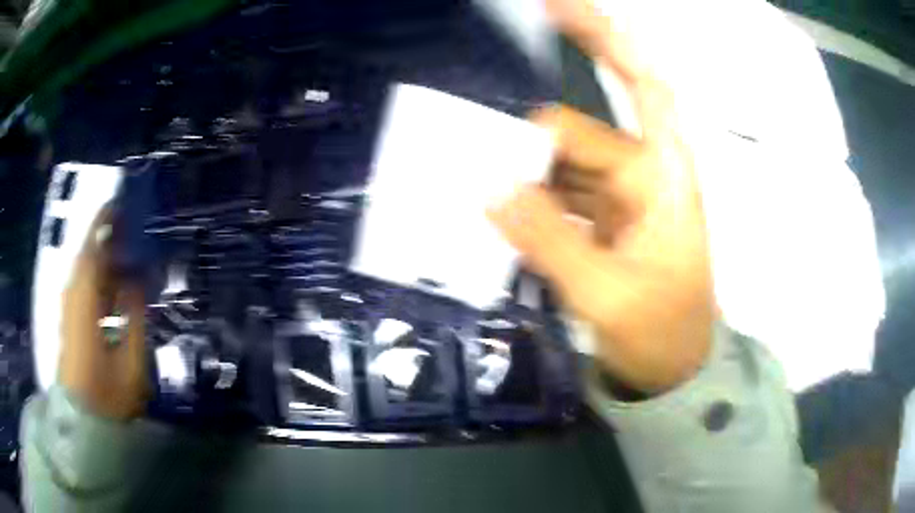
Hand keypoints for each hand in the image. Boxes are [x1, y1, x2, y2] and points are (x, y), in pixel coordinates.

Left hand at [59, 208, 148, 419]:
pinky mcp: (71, 323)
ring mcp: (70, 311)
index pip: (92, 252)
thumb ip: (134, 316)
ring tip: (125, 254)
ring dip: (103, 260)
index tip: (119, 204)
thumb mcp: (130, 361)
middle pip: (87, 257)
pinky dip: (98, 280)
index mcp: (84, 303)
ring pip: (85, 273)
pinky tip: (113, 286)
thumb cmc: (108, 395)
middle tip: (129, 227)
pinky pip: (84, 289)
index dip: (104, 225)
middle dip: (105, 239)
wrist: (83, 421)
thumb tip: (137, 279)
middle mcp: (72, 299)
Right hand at [488, 0, 714, 393]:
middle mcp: (640, 172)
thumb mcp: (608, 295)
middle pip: (571, 132)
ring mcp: (616, 198)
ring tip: (475, 201)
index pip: (641, 83)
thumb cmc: (661, 334)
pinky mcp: (597, 221)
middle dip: (524, 148)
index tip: (551, 6)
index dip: (603, 37)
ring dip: (516, 178)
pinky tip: (496, 219)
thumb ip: (549, 240)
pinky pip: (552, 196)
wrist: (672, 370)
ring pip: (555, 166)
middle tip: (478, 176)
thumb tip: (489, 189)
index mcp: (663, 174)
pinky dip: (523, 202)